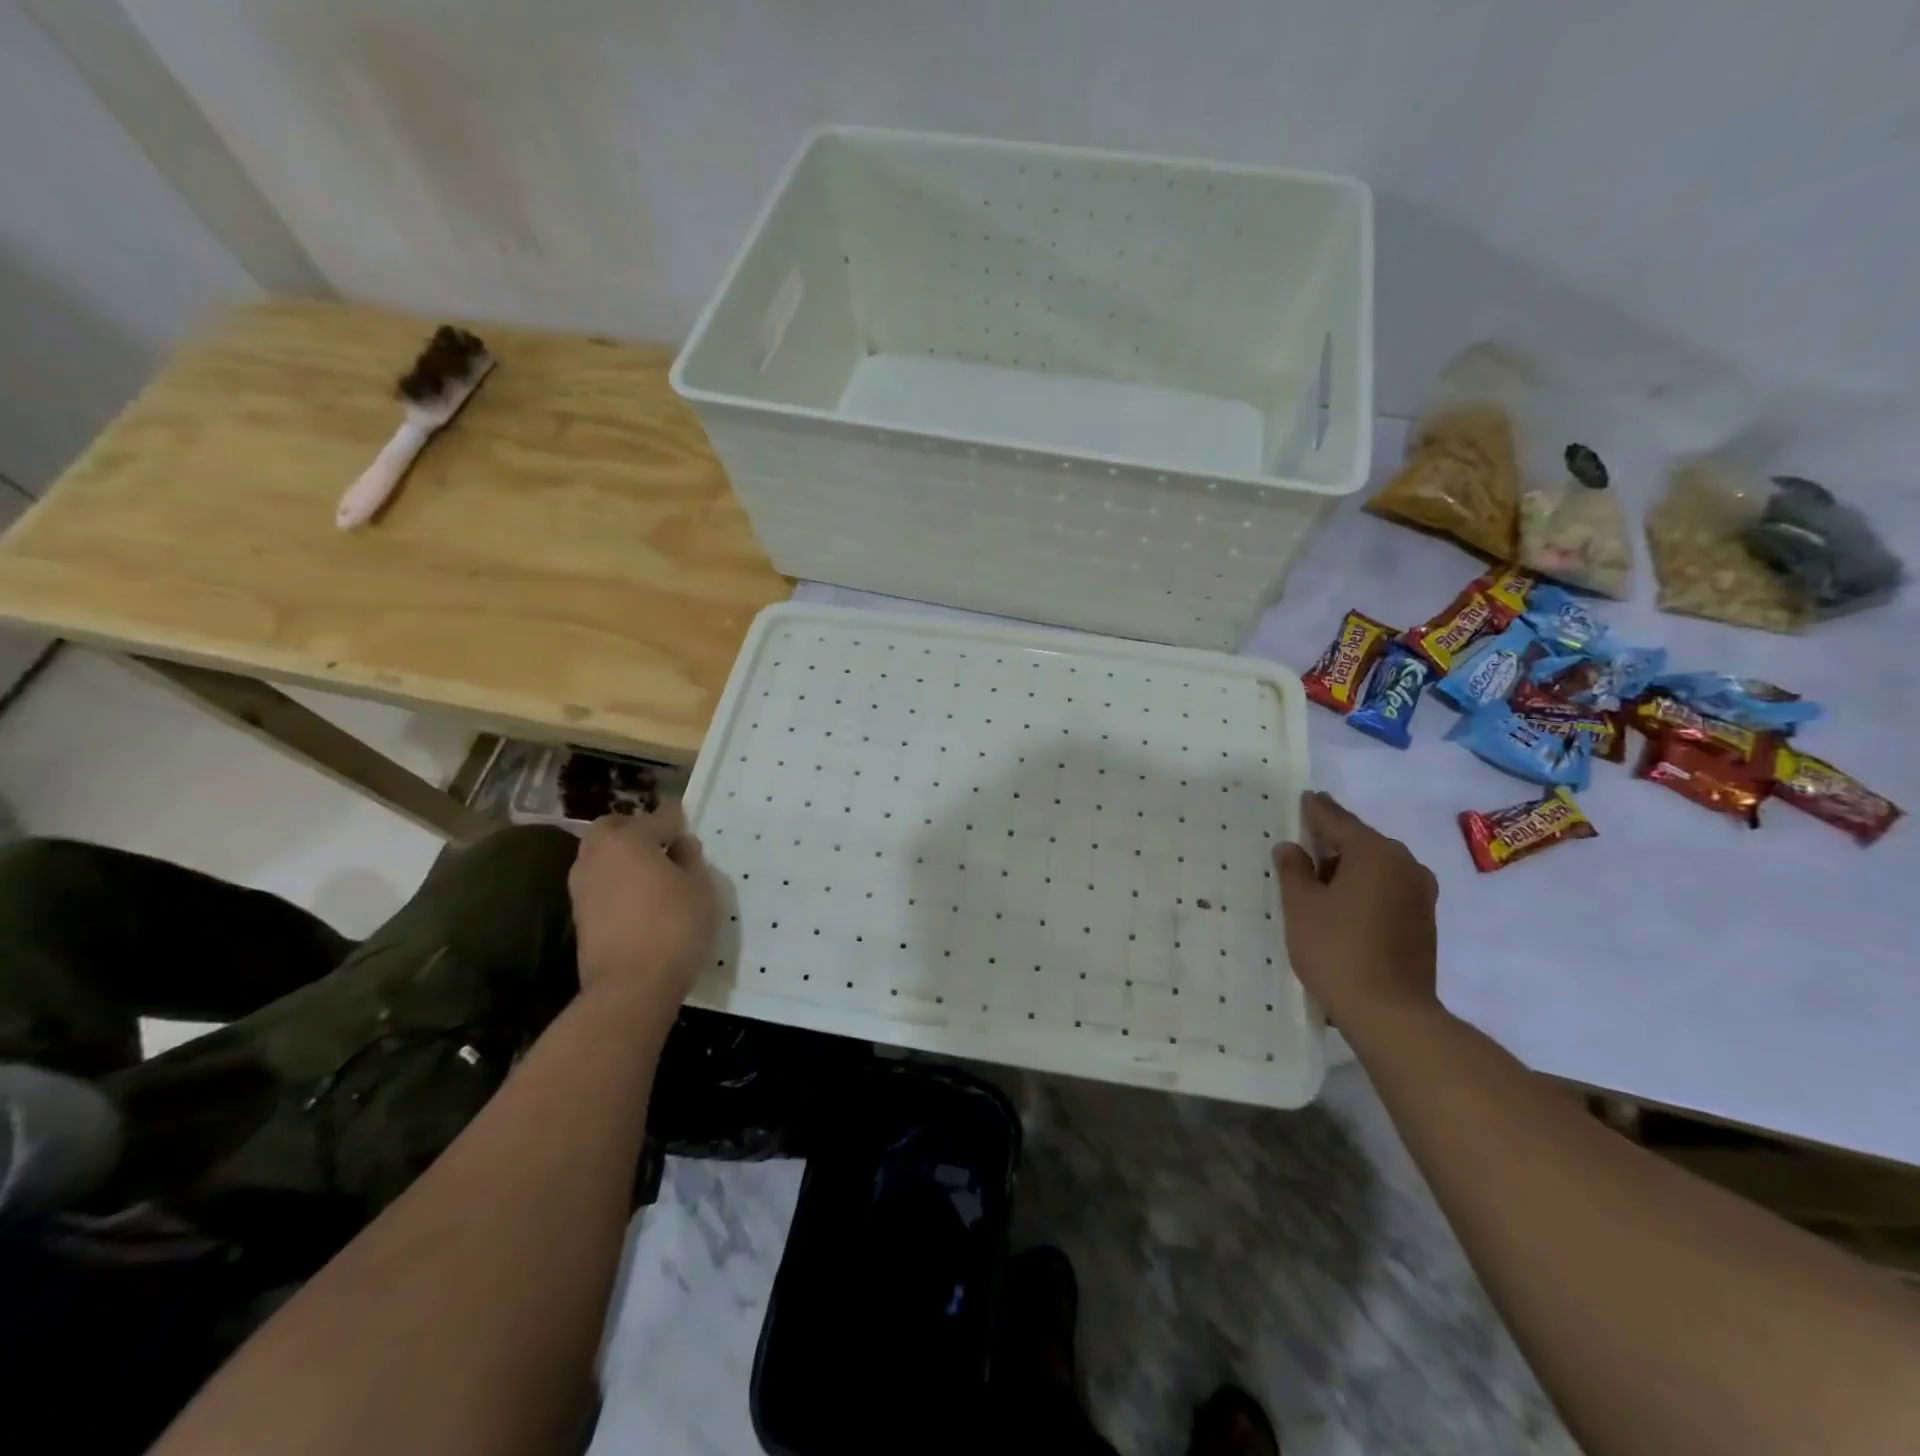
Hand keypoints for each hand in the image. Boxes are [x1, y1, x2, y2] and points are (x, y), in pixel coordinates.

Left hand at [568, 803, 716, 1023]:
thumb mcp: (700, 888)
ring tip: (652, 874)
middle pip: (617, 828)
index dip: (678, 819)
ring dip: (624, 856)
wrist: (629, 988)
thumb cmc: (673, 927)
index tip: (688, 826)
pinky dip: (616, 880)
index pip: (660, 816)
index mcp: (628, 839)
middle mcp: (597, 853)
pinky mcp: (578, 912)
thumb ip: (690, 858)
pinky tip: (638, 897)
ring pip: (603, 854)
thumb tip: (679, 845)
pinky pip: (600, 880)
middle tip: (665, 847)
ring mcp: (581, 884)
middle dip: (639, 830)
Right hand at [1273, 791, 1439, 1028]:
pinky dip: (1364, 886)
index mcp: (1376, 853)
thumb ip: (1294, 870)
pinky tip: (1342, 899)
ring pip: (1376, 866)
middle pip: (1361, 841)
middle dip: (1333, 838)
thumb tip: (1291, 848)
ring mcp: (1420, 893)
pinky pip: (1387, 887)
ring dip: (1348, 865)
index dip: (1316, 810)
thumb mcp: (1301, 906)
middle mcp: (1405, 864)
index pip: (1337, 821)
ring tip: (1318, 870)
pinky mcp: (1423, 920)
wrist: (1391, 1014)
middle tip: (1306, 833)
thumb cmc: (1338, 950)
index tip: (1305, 797)